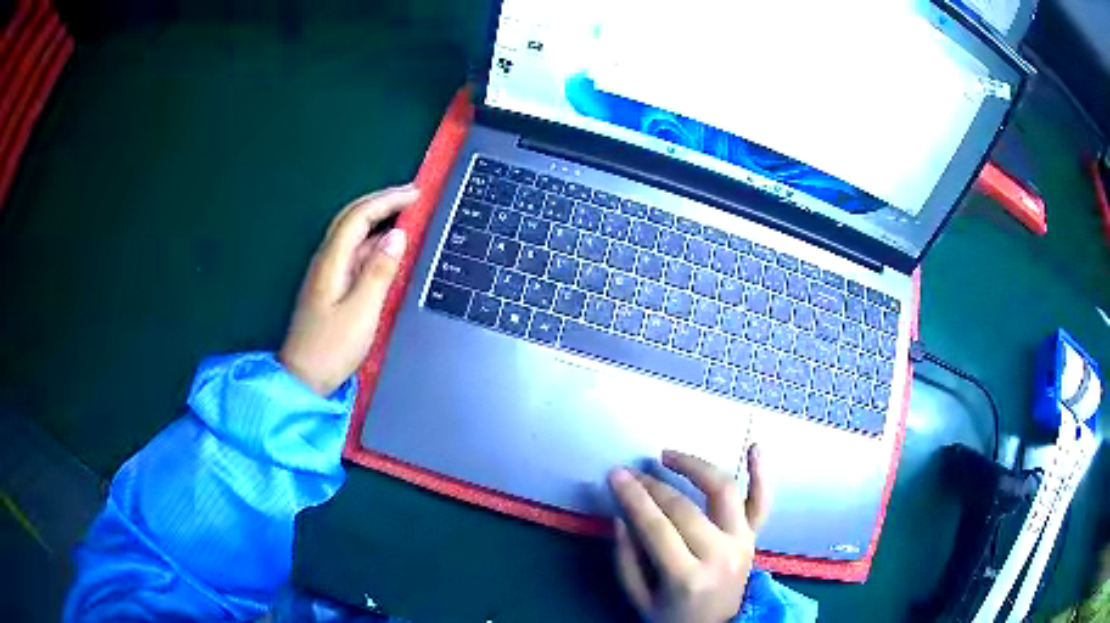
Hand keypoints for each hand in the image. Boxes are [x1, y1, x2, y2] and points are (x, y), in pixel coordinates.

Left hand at [279, 185, 418, 394]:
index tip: (416, 194)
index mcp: (331, 261)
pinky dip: (373, 242)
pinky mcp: (329, 286)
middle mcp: (326, 259)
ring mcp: (326, 272)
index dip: (387, 200)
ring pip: (352, 234)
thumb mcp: (362, 311)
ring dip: (378, 219)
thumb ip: (379, 271)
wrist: (303, 378)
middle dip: (381, 201)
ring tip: (405, 215)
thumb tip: (398, 235)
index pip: (359, 216)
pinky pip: (353, 252)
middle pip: (351, 217)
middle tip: (411, 196)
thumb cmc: (332, 348)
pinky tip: (387, 248)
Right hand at [609, 445, 769, 622]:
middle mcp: (720, 555)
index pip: (656, 528)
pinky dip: (761, 473)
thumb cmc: (673, 616)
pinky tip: (754, 447)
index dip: (634, 498)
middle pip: (684, 508)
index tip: (616, 474)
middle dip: (653, 486)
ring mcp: (742, 542)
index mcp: (687, 577)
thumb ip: (626, 559)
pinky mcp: (754, 537)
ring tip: (669, 456)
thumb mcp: (639, 598)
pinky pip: (762, 501)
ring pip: (723, 492)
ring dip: (696, 467)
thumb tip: (622, 515)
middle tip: (632, 473)